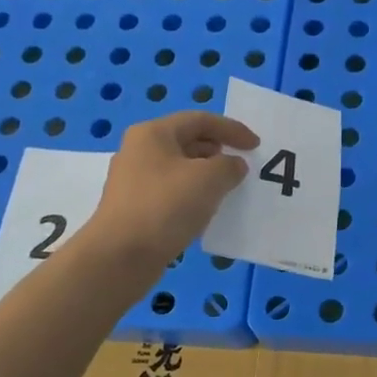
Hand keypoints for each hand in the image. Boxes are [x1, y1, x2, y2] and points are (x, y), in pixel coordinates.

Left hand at [82, 111, 258, 264]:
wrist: (120, 256)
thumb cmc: (166, 206)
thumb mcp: (209, 179)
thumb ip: (229, 166)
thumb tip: (233, 166)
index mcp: (153, 133)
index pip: (200, 120)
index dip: (232, 129)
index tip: (256, 146)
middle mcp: (139, 151)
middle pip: (187, 141)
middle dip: (218, 150)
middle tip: (241, 166)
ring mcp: (134, 180)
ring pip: (179, 168)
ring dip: (206, 174)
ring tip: (228, 188)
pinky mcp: (134, 207)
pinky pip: (171, 191)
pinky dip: (193, 194)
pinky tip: (205, 210)